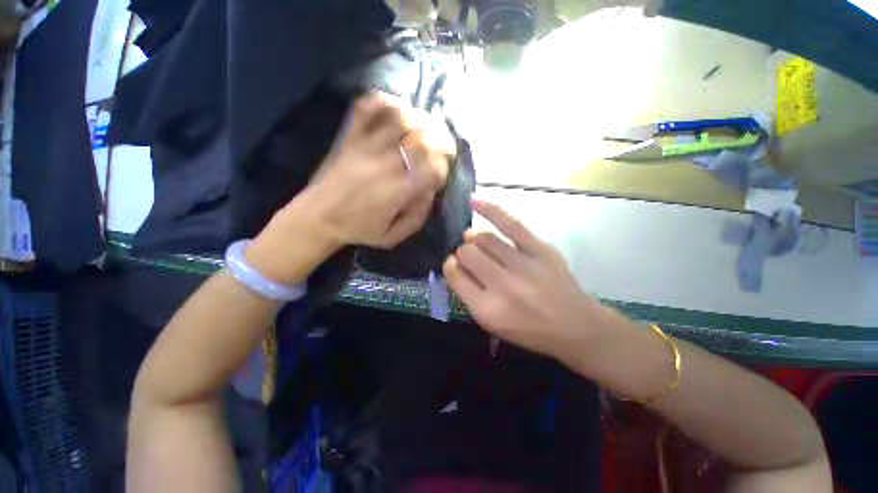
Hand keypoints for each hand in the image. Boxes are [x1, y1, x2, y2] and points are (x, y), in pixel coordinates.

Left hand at [245, 93, 453, 284]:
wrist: (317, 218)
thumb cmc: (358, 230)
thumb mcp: (393, 237)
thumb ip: (417, 218)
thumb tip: (430, 192)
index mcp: (398, 190)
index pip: (433, 168)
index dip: (443, 168)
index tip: (441, 174)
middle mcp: (386, 164)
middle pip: (422, 138)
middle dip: (442, 140)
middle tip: (445, 146)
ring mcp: (366, 146)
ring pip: (401, 119)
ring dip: (421, 119)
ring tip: (427, 127)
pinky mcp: (350, 137)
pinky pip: (367, 109)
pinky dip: (385, 102)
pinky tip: (397, 108)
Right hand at [443, 199, 607, 363]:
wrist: (574, 326)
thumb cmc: (528, 329)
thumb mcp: (491, 323)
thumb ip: (467, 293)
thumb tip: (453, 262)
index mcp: (487, 309)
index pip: (455, 275)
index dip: (451, 266)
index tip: (454, 265)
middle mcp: (502, 285)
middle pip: (467, 254)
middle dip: (462, 253)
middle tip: (469, 257)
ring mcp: (522, 264)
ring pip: (484, 239)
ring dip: (474, 239)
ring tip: (474, 240)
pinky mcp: (540, 248)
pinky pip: (509, 224)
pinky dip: (489, 210)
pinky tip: (474, 201)